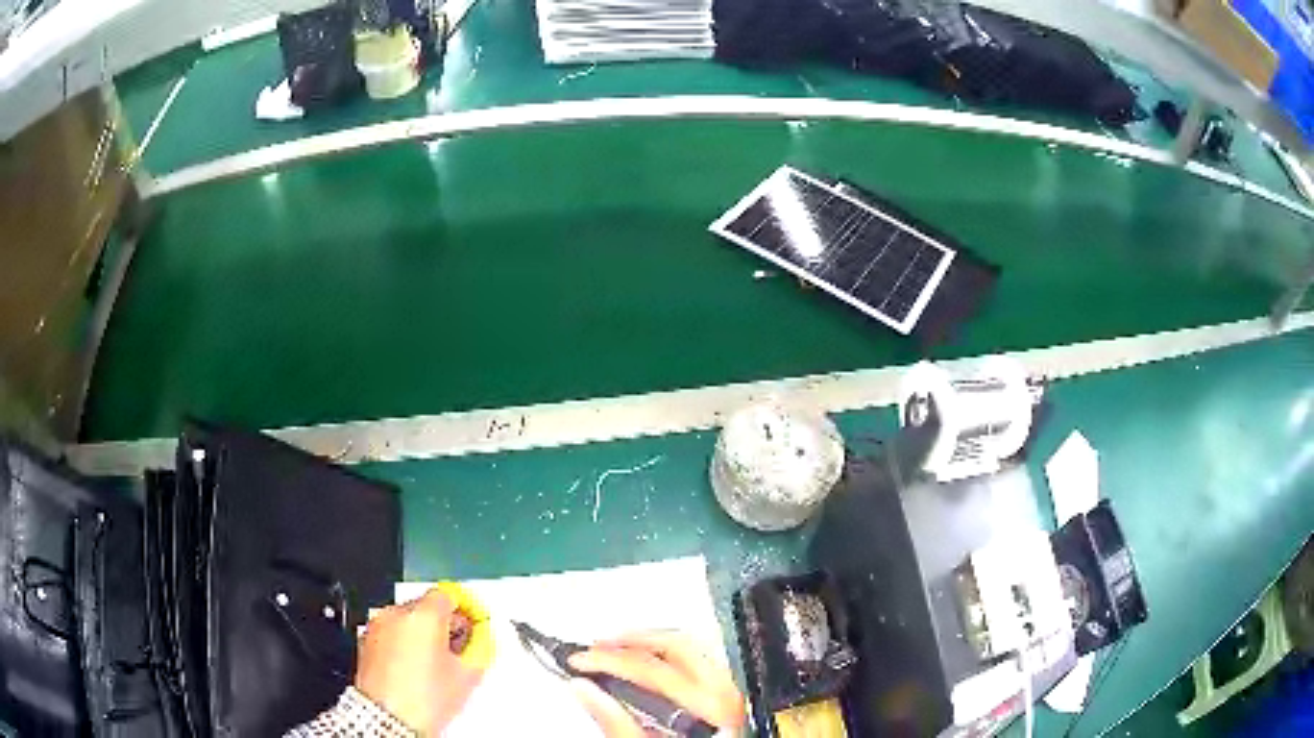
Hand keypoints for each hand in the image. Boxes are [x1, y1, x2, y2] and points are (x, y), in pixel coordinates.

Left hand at [354, 585, 491, 735]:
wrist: (388, 719)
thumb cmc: (421, 700)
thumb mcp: (466, 676)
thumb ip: (479, 649)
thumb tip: (481, 640)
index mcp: (424, 616)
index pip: (449, 594)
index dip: (466, 607)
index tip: (474, 620)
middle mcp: (396, 614)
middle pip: (427, 606)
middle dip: (445, 624)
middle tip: (459, 648)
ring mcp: (378, 627)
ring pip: (408, 620)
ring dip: (423, 634)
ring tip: (436, 664)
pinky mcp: (366, 641)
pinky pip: (391, 632)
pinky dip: (404, 643)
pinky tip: (415, 668)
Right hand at [568, 631, 746, 736]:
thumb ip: (617, 724)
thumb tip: (585, 689)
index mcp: (711, 708)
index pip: (652, 669)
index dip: (608, 661)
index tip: (578, 661)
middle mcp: (727, 695)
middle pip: (676, 647)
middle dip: (629, 643)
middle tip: (595, 649)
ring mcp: (731, 694)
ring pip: (690, 650)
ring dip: (649, 645)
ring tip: (616, 652)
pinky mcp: (729, 699)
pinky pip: (700, 662)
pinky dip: (668, 657)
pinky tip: (647, 666)